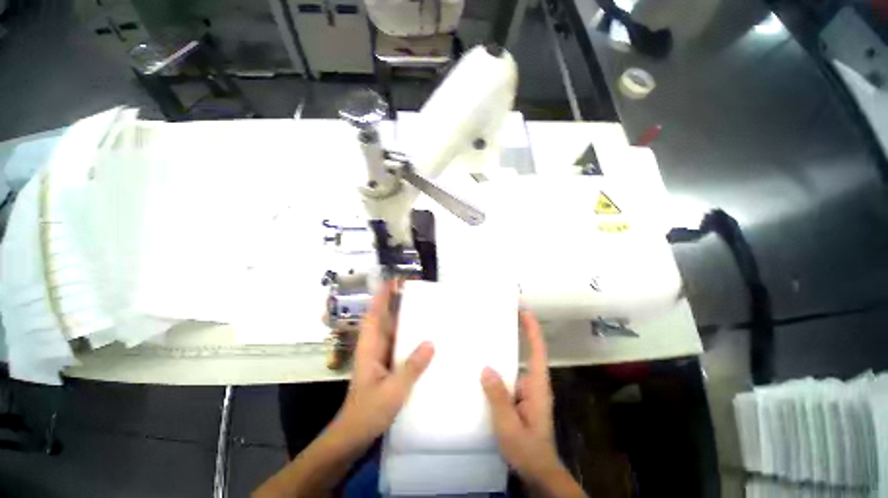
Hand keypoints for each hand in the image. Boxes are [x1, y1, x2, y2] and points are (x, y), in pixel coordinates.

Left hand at [332, 280, 434, 450]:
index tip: (394, 281)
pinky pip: (399, 344)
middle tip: (416, 292)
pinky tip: (424, 337)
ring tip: (424, 308)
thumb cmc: (368, 412)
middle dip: (396, 302)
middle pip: (384, 318)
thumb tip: (430, 342)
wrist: (354, 436)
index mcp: (370, 347)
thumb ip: (411, 367)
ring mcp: (380, 357)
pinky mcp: (387, 366)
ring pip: (392, 330)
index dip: (382, 297)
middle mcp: (374, 347)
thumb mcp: (392, 390)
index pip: (374, 315)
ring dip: (404, 318)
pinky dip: (409, 336)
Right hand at [481, 311, 583, 495]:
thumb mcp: (509, 426)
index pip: (537, 350)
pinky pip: (508, 376)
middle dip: (517, 333)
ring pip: (515, 365)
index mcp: (536, 385)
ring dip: (504, 351)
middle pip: (527, 352)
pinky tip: (481, 367)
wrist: (537, 473)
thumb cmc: (527, 450)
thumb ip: (498, 398)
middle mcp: (533, 383)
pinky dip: (498, 367)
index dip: (532, 329)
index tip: (523, 310)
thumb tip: (486, 368)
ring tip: (484, 337)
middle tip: (498, 318)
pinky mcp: (518, 398)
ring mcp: (526, 391)